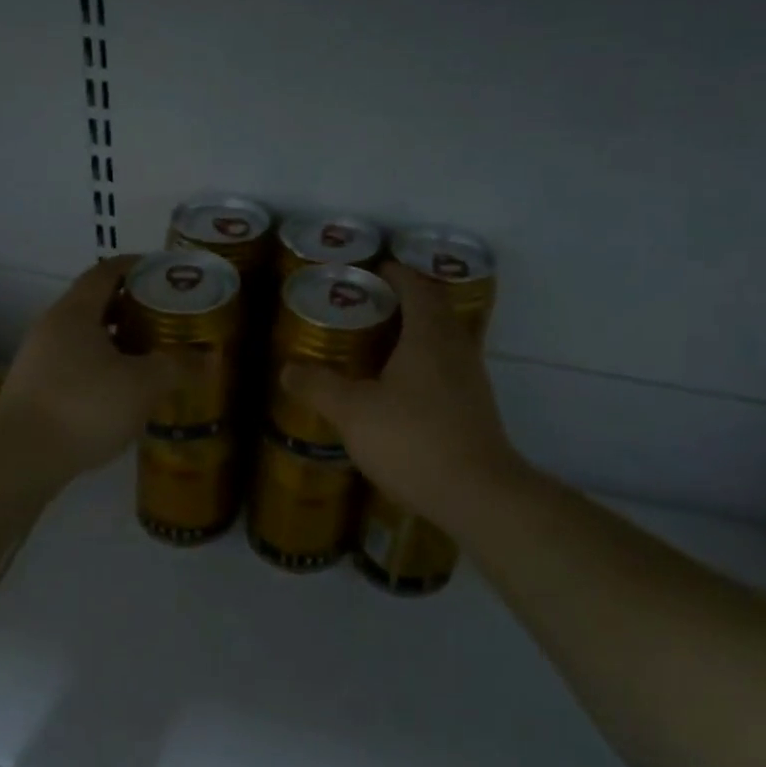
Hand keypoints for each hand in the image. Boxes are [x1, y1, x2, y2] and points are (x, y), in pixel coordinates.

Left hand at [0, 257, 183, 478]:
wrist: (20, 459)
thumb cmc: (85, 406)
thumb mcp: (143, 385)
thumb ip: (178, 367)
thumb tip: (209, 358)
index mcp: (76, 312)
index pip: (106, 272)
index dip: (136, 266)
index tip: (163, 270)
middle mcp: (52, 327)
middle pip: (95, 304)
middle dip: (132, 307)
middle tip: (167, 316)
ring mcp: (39, 360)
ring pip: (85, 338)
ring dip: (117, 340)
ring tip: (151, 354)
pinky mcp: (35, 390)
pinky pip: (75, 365)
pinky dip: (102, 366)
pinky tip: (124, 390)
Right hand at [280, 263, 526, 526]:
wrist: (477, 494)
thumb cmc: (413, 440)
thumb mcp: (354, 413)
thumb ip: (319, 387)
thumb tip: (288, 369)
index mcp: (429, 335)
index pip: (416, 286)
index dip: (395, 273)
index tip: (372, 272)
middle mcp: (456, 347)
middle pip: (434, 308)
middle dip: (405, 300)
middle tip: (368, 307)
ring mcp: (471, 378)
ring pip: (444, 339)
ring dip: (416, 332)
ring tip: (380, 344)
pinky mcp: (475, 406)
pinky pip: (449, 367)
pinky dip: (425, 362)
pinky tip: (401, 389)